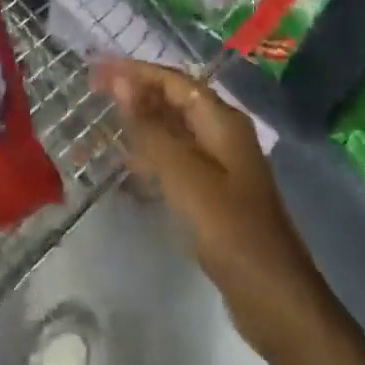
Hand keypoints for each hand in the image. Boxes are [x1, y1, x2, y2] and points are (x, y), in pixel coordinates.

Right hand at [93, 59, 332, 362]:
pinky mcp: (213, 194)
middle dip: (135, 93)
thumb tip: (120, 80)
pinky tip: (126, 165)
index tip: (95, 69)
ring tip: (100, 123)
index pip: (174, 80)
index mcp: (222, 121)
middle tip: (91, 92)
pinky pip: (176, 161)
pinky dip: (150, 156)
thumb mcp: (183, 174)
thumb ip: (150, 127)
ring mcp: (220, 166)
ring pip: (173, 132)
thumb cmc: (229, 228)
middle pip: (174, 101)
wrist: (272, 295)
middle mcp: (223, 135)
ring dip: (140, 124)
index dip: (135, 72)